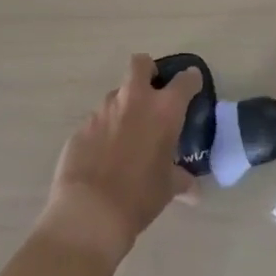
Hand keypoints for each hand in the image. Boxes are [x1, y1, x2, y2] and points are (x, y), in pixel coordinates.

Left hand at [38, 54, 197, 264]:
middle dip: (148, 70)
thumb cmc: (140, 196)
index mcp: (164, 110)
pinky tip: (105, 154)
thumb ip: (182, 180)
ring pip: (116, 94)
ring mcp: (103, 110)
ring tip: (128, 134)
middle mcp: (134, 100)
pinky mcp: (81, 126)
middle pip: (140, 64)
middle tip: (152, 92)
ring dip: (124, 106)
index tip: (192, 85)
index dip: (190, 80)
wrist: (90, 211)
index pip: (184, 81)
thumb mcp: (168, 188)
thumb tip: (193, 190)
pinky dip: (105, 130)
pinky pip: (98, 120)